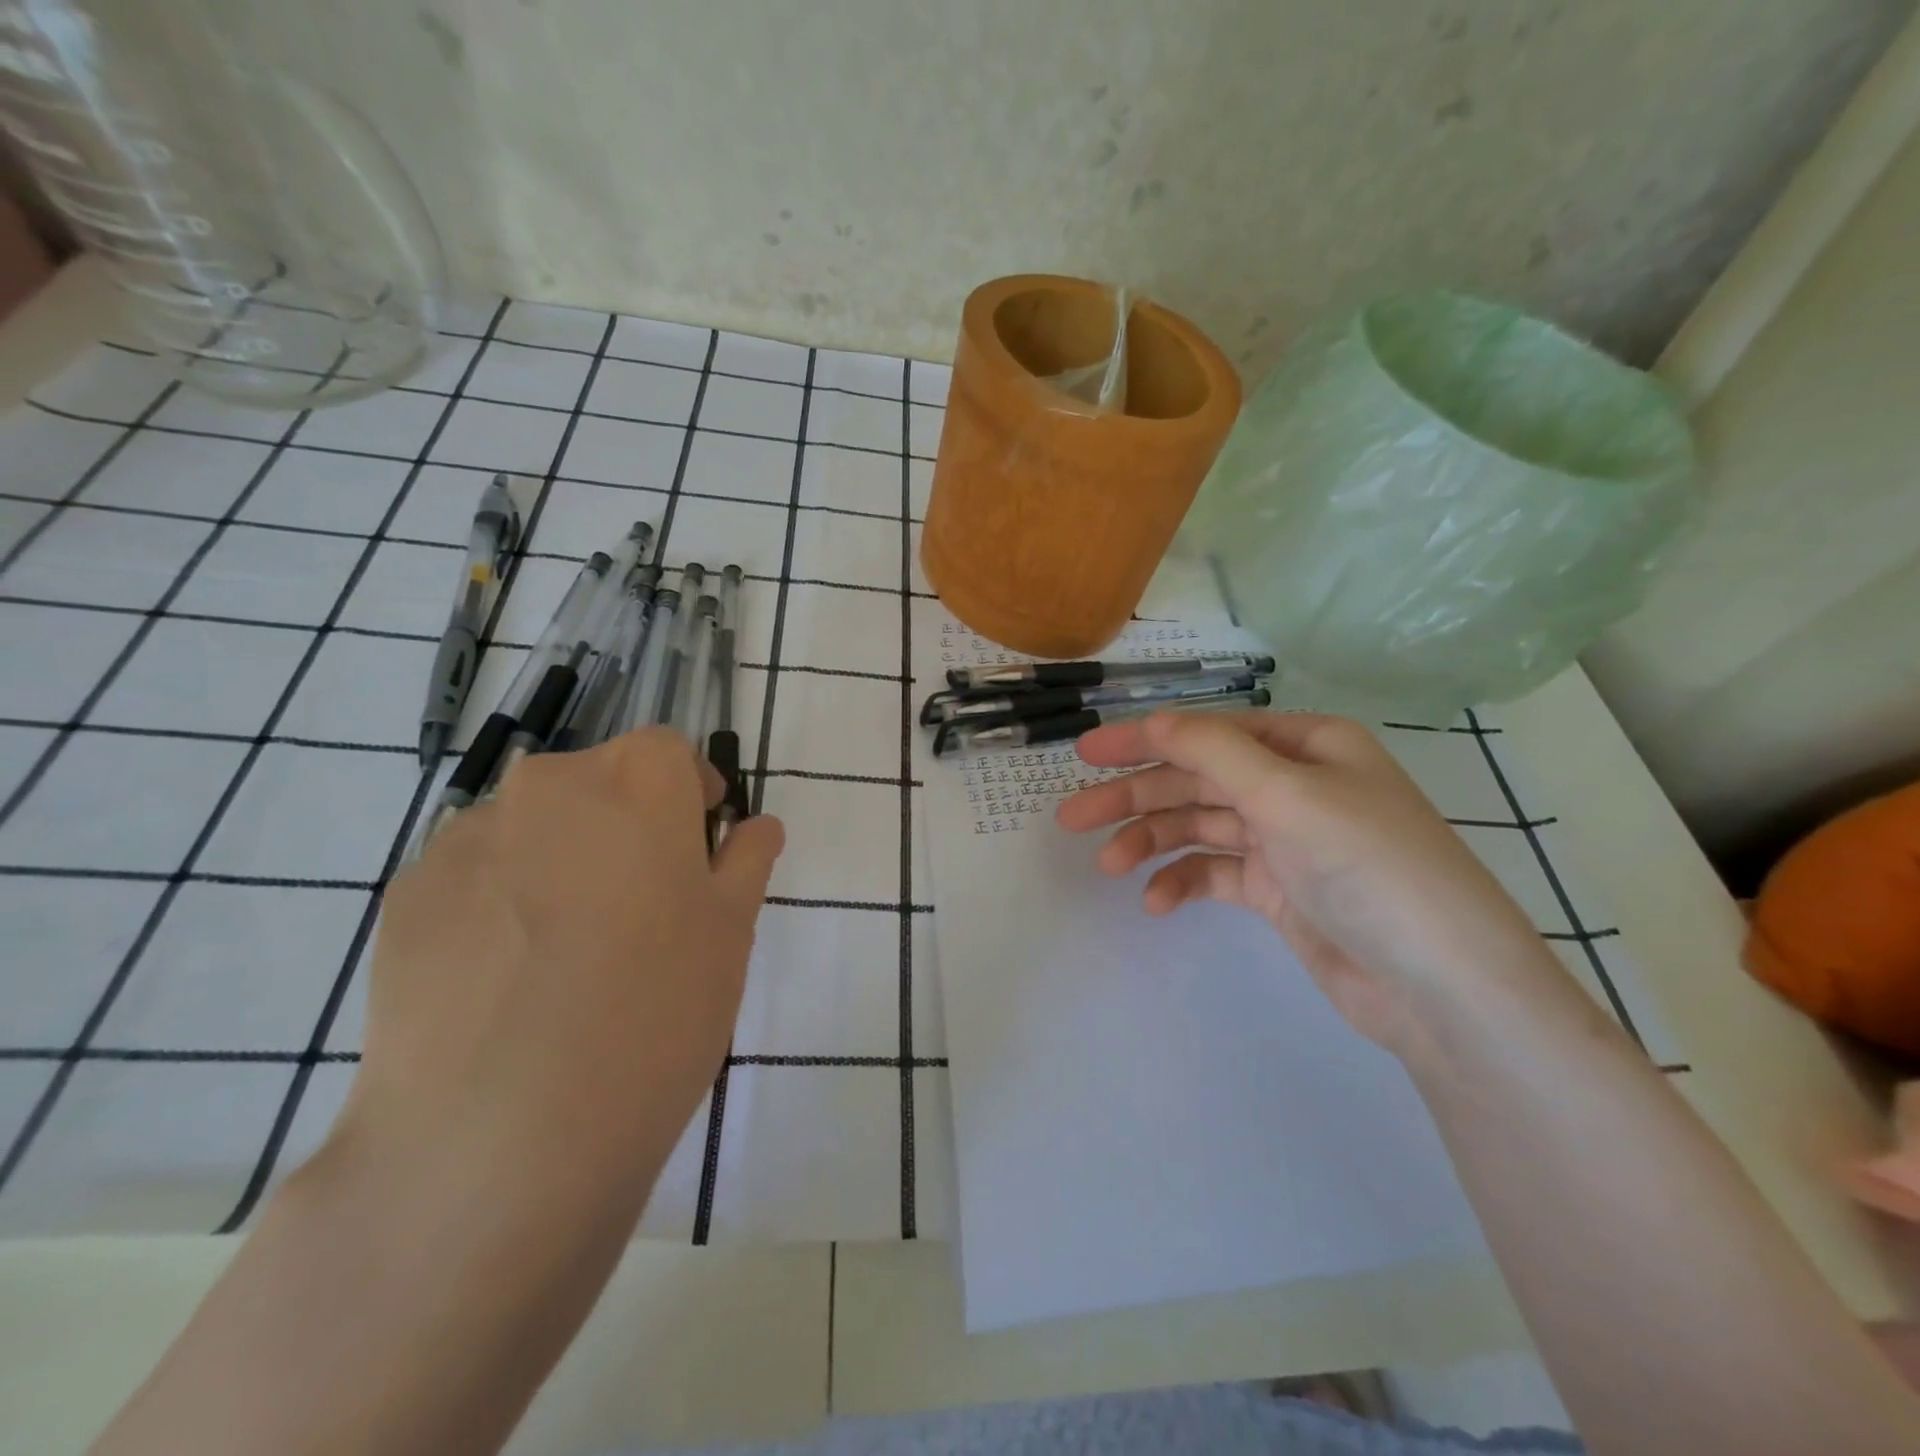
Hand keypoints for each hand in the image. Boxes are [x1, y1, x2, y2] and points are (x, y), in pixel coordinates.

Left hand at [331, 729, 784, 1220]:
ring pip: (533, 827)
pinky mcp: (405, 898)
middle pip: (597, 782)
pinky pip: (476, 874)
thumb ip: (746, 862)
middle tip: (643, 904)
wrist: (498, 1139)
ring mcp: (465, 840)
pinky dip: (501, 900)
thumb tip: (756, 827)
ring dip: (561, 858)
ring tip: (569, 950)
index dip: (690, 791)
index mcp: (635, 785)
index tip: (700, 844)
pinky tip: (508, 978)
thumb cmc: (653, 1013)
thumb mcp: (730, 934)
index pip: (667, 752)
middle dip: (627, 822)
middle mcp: (546, 789)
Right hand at [1056, 711, 1556, 1055]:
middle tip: (1072, 818)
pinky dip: (1184, 882)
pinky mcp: (1280, 889)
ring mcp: (1286, 839)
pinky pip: (1216, 873)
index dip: (1143, 741)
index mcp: (1304, 745)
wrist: (1440, 986)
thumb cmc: (1368, 866)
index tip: (1084, 756)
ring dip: (1152, 843)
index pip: (1207, 733)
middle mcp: (1293, 784)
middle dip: (1134, 798)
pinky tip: (1157, 903)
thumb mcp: (1286, 794)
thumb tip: (1153, 721)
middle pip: (1196, 781)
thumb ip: (1212, 751)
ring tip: (1108, 867)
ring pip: (1199, 827)